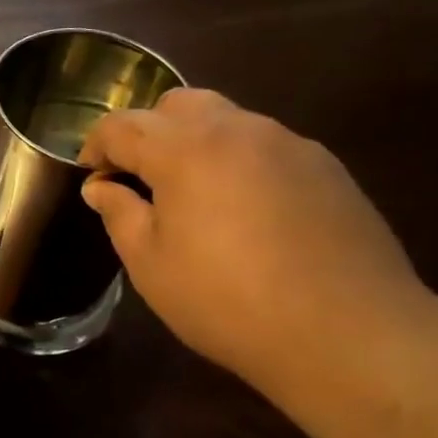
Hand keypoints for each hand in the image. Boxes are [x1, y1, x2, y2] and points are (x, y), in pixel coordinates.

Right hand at [80, 89, 436, 395]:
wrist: (347, 332)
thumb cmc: (226, 301)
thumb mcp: (150, 264)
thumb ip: (119, 213)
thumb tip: (101, 186)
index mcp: (186, 150)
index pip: (123, 125)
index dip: (96, 145)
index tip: (91, 174)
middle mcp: (239, 130)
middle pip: (178, 105)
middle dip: (147, 133)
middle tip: (138, 179)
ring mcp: (289, 144)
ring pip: (227, 120)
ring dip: (194, 144)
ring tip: (192, 197)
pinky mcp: (326, 167)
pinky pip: (265, 146)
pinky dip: (238, 162)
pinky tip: (244, 213)